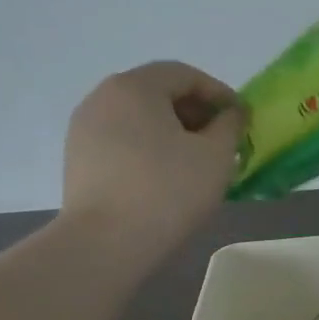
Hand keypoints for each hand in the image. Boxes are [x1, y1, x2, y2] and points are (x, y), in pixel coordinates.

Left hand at [62, 61, 244, 252]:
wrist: (104, 244)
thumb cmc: (167, 191)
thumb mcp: (216, 155)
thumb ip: (230, 125)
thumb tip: (231, 114)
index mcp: (135, 87)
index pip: (185, 75)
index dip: (219, 93)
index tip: (240, 119)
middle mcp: (103, 97)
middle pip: (158, 93)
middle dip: (195, 113)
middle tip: (222, 142)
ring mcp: (84, 129)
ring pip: (139, 118)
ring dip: (172, 132)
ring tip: (196, 162)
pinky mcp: (78, 159)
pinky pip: (122, 141)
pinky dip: (148, 148)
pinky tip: (165, 177)